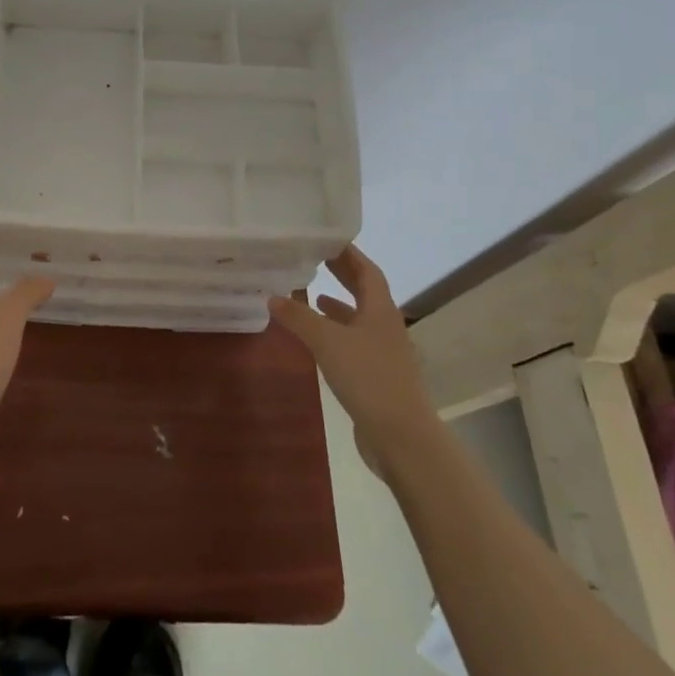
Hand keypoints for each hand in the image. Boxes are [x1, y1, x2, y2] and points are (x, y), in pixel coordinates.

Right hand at [269, 246, 433, 479]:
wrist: (402, 437)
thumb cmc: (368, 378)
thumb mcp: (327, 342)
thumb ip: (299, 318)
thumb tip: (273, 296)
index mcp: (381, 310)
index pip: (367, 271)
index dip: (349, 254)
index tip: (328, 238)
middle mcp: (386, 326)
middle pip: (365, 292)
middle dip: (342, 275)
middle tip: (316, 258)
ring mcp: (383, 353)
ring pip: (359, 319)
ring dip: (338, 305)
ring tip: (311, 295)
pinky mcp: (377, 376)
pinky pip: (354, 342)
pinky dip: (336, 333)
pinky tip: (318, 339)